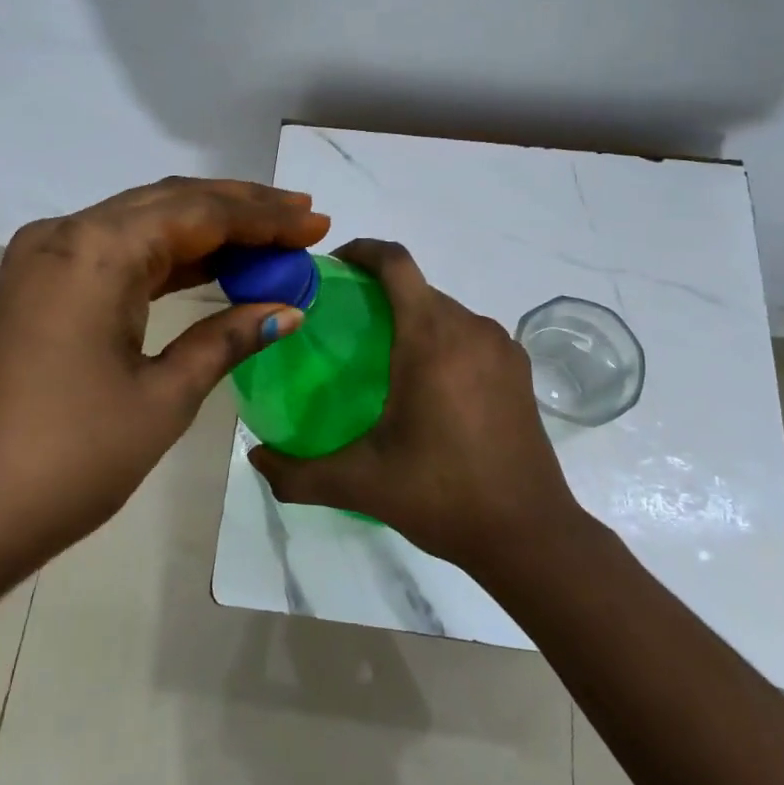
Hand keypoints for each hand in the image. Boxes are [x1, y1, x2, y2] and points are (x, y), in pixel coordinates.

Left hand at [0, 178, 328, 587]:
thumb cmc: (68, 458)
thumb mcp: (162, 397)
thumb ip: (226, 340)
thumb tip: (287, 309)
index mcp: (96, 249)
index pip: (198, 212)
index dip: (263, 216)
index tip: (317, 223)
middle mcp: (66, 235)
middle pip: (169, 203)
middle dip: (240, 210)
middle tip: (301, 218)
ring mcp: (45, 259)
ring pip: (141, 223)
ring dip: (205, 230)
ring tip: (270, 237)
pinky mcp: (38, 288)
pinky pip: (115, 253)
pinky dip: (166, 257)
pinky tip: (209, 265)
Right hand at [249, 239, 582, 573]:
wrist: (529, 534)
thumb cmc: (441, 495)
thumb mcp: (360, 484)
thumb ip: (297, 472)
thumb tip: (254, 459)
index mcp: (431, 339)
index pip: (396, 263)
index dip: (362, 250)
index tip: (332, 267)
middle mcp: (469, 328)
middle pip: (417, 287)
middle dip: (379, 293)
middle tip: (343, 327)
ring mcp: (501, 347)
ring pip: (445, 310)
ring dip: (412, 318)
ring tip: (381, 357)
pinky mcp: (519, 368)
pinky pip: (470, 334)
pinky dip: (442, 339)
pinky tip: (427, 384)